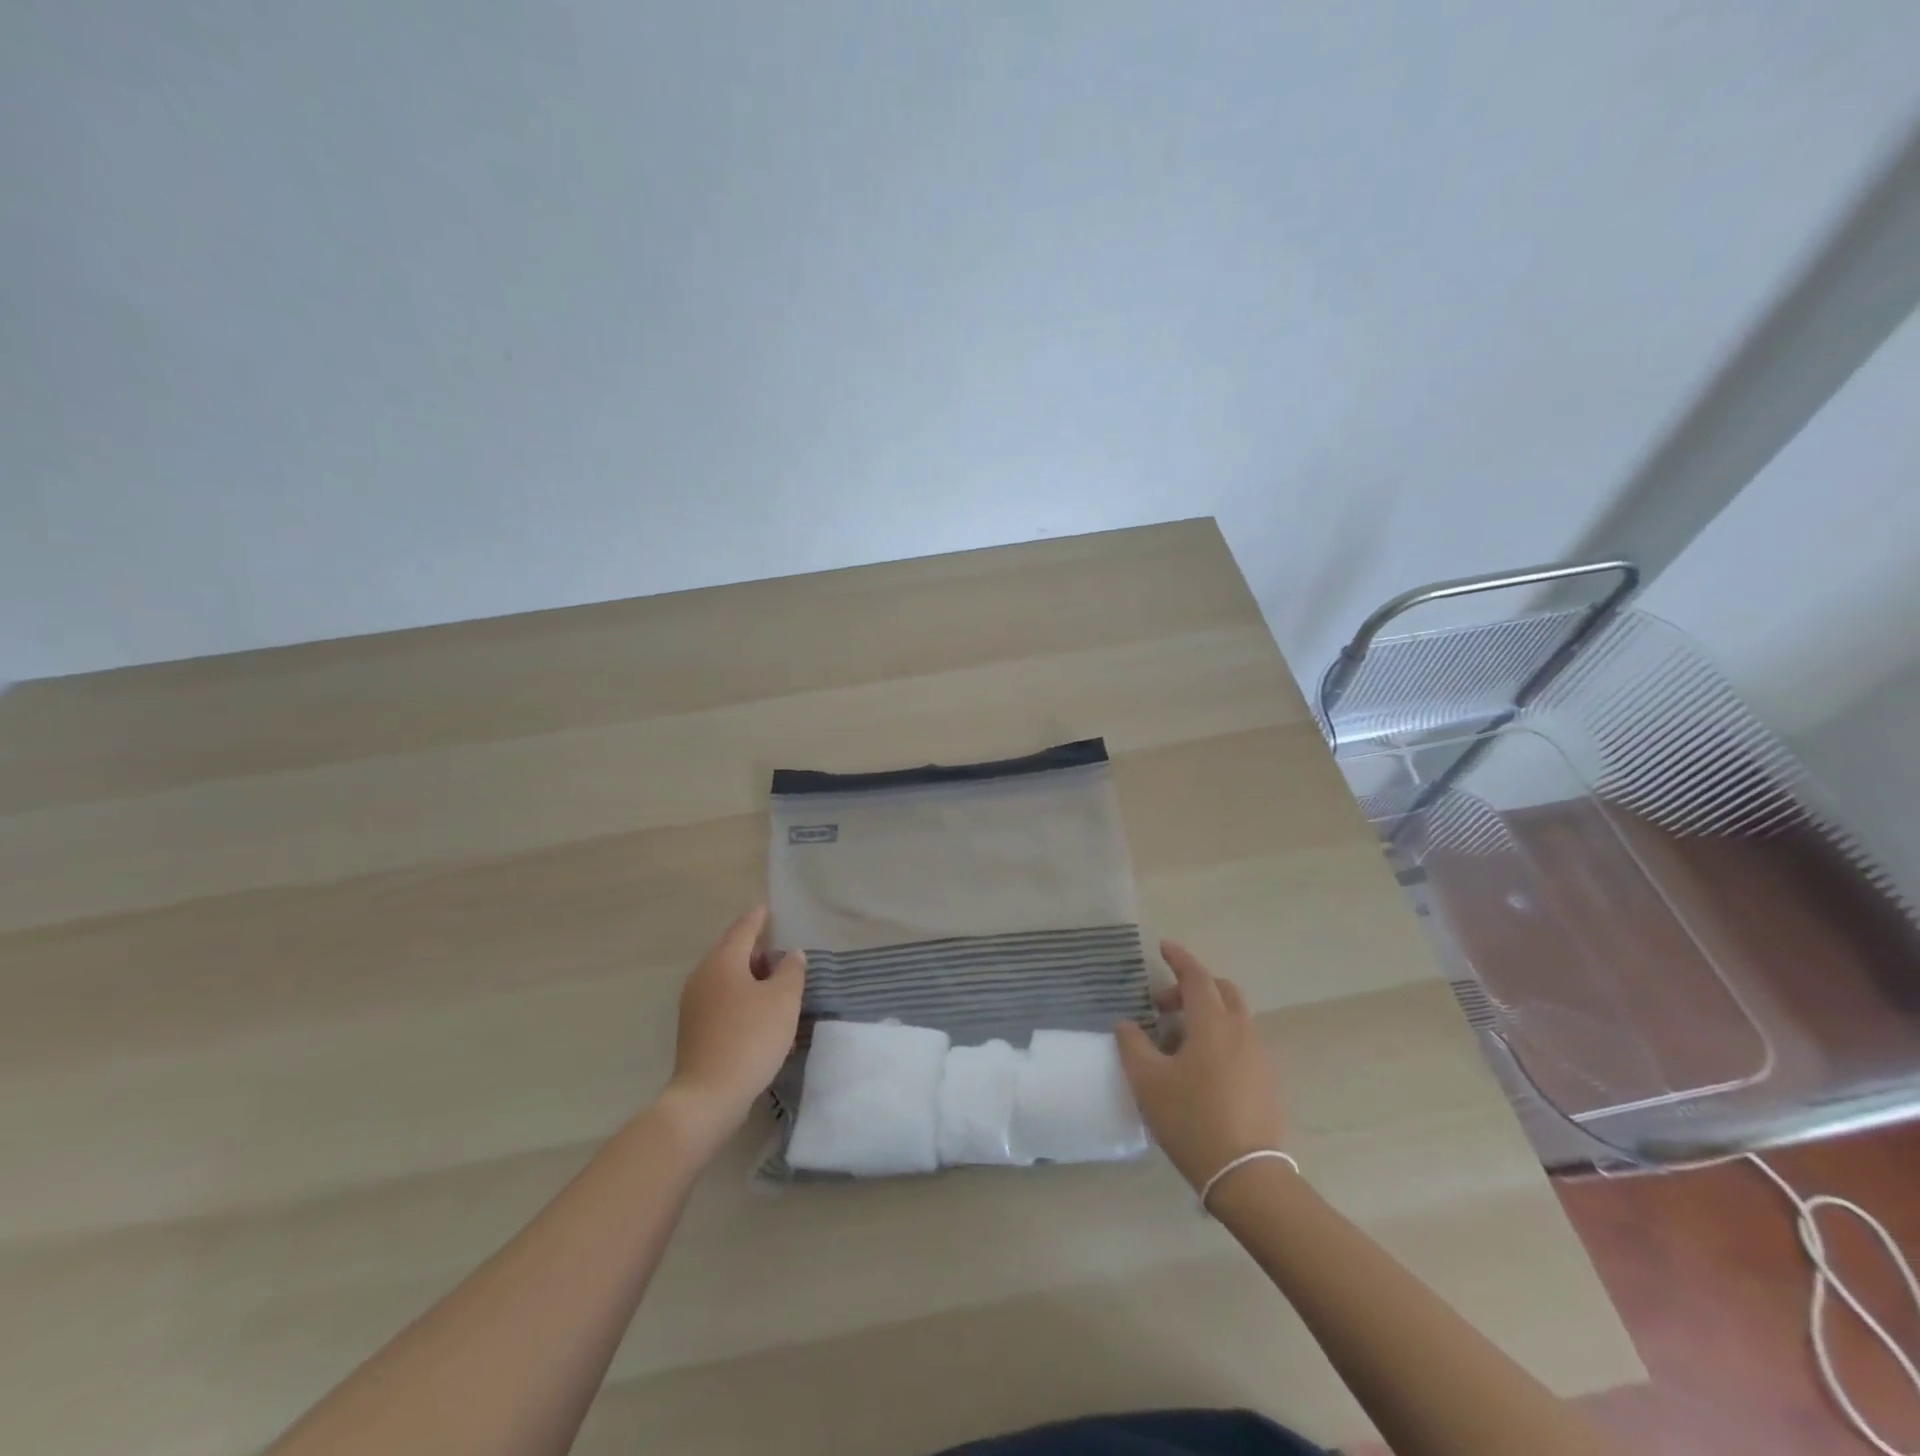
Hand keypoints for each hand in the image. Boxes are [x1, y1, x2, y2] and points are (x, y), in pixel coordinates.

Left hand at [662, 905, 805, 1145]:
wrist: (708, 1096)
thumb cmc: (750, 1038)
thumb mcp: (783, 1001)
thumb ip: (791, 971)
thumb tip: (791, 955)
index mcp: (723, 962)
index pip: (743, 929)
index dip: (758, 918)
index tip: (768, 909)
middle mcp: (703, 977)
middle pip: (731, 952)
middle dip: (755, 949)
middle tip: (780, 949)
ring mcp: (694, 1004)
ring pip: (726, 977)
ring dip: (750, 975)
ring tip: (775, 982)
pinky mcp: (694, 1029)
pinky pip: (721, 999)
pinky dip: (741, 996)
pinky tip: (759, 1012)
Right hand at [1115, 941, 1286, 1190]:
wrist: (1246, 1176)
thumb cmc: (1191, 1120)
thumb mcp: (1147, 1081)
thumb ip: (1133, 1044)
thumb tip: (1128, 1024)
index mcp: (1213, 1024)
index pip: (1196, 977)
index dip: (1179, 959)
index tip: (1164, 947)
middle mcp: (1242, 1031)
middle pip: (1222, 991)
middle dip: (1193, 987)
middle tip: (1163, 1005)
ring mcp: (1260, 1057)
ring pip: (1234, 1018)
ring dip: (1206, 1015)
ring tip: (1178, 1043)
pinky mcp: (1268, 1082)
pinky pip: (1242, 1043)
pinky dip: (1221, 1038)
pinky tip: (1201, 1069)